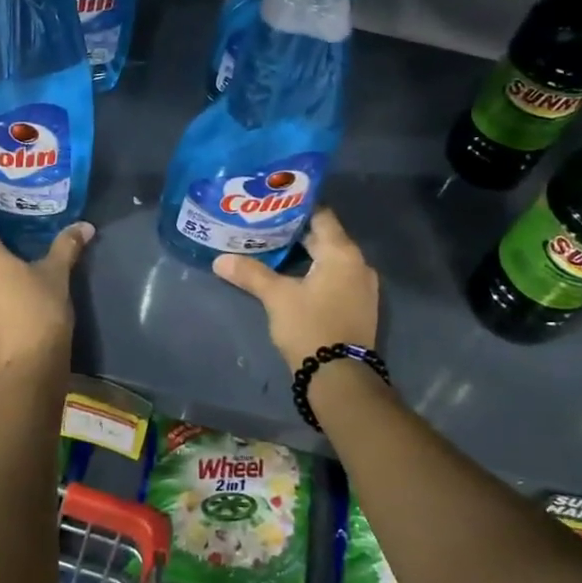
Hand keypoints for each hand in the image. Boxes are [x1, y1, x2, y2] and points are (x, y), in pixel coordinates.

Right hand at [212, 209, 379, 366]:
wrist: (340, 378)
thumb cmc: (311, 327)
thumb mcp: (277, 297)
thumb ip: (250, 274)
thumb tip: (220, 260)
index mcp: (342, 253)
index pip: (321, 215)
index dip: (296, 208)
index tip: (271, 204)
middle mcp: (358, 264)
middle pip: (325, 237)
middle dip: (295, 232)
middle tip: (264, 226)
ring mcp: (362, 287)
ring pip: (330, 259)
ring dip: (305, 254)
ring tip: (272, 250)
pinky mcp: (358, 306)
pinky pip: (335, 277)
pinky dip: (315, 272)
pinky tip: (292, 277)